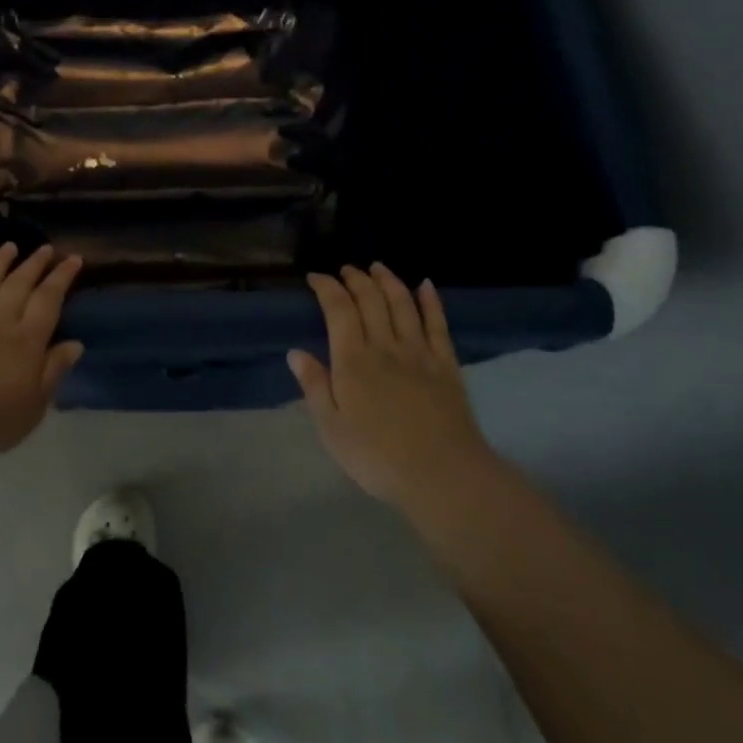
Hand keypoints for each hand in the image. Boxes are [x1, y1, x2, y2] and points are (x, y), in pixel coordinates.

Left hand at [0, 243, 83, 457]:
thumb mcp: (36, 404)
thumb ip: (54, 370)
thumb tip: (75, 344)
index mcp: (27, 341)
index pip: (48, 301)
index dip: (61, 278)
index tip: (73, 258)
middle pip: (18, 287)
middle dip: (33, 265)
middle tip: (45, 248)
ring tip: (8, 246)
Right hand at [289, 264, 492, 514]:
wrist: (443, 475)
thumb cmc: (378, 457)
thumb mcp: (332, 428)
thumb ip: (315, 386)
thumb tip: (295, 352)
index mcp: (353, 360)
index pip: (338, 309)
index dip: (327, 288)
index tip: (315, 277)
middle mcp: (385, 346)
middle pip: (371, 300)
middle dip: (356, 279)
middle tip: (346, 270)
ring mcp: (420, 353)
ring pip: (403, 304)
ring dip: (388, 281)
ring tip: (378, 267)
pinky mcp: (446, 365)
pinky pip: (438, 324)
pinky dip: (431, 301)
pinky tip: (426, 286)